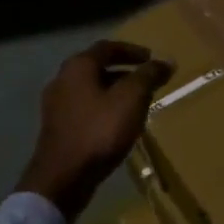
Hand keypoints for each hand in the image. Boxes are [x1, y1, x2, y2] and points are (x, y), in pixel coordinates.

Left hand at [16, 40, 172, 222]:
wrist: (63, 177)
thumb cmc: (100, 131)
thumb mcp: (132, 99)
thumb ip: (149, 76)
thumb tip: (166, 61)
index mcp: (78, 67)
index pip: (107, 47)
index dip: (132, 51)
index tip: (152, 59)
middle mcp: (62, 80)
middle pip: (97, 68)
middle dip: (125, 72)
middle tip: (148, 81)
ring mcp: (56, 106)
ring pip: (91, 90)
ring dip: (115, 92)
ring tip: (138, 103)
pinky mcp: (57, 128)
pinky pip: (86, 109)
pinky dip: (104, 109)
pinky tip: (119, 124)